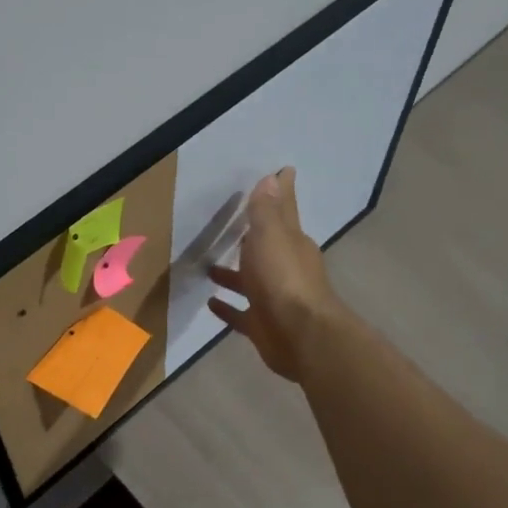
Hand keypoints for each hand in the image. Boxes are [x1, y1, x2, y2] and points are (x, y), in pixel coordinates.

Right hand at [207, 167, 342, 380]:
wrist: (299, 336)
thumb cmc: (284, 279)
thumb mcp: (272, 236)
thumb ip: (267, 210)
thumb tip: (274, 177)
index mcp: (291, 244)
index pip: (284, 211)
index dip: (281, 192)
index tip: (282, 171)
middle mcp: (285, 269)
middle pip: (266, 247)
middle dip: (252, 236)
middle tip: (231, 223)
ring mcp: (273, 299)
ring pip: (250, 281)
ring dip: (232, 274)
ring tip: (207, 266)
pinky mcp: (262, 326)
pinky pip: (241, 314)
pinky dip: (227, 308)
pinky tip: (210, 303)